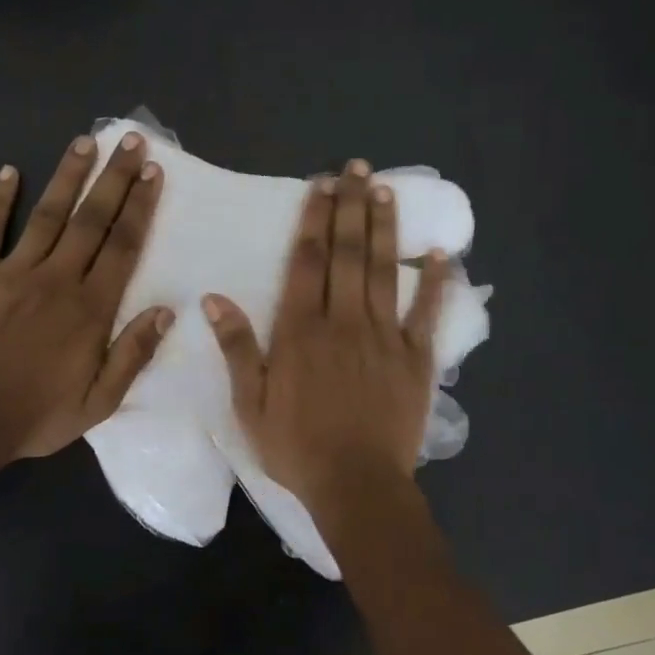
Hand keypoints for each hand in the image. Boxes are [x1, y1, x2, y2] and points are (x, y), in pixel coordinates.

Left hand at [0, 132, 169, 464]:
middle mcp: (56, 279)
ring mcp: (13, 273)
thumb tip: (166, 311)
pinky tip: (8, 171)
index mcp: (90, 309)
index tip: (153, 172)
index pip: (123, 246)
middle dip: (114, 178)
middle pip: (91, 219)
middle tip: (130, 140)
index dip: (140, 206)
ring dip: (67, 176)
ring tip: (84, 142)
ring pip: (46, 214)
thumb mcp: (98, 403)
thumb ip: (132, 355)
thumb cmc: (37, 416)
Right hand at [204, 159, 447, 516]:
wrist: (356, 484)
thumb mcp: (249, 404)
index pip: (308, 262)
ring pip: (383, 271)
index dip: (314, 220)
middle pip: (347, 254)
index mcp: (301, 331)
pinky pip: (426, 312)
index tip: (321, 187)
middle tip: (356, 169)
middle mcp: (344, 321)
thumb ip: (236, 348)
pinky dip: (434, 282)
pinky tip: (439, 254)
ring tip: (385, 191)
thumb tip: (214, 299)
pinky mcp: (416, 358)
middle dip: (350, 208)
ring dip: (384, 229)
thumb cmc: (296, 447)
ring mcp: (384, 337)